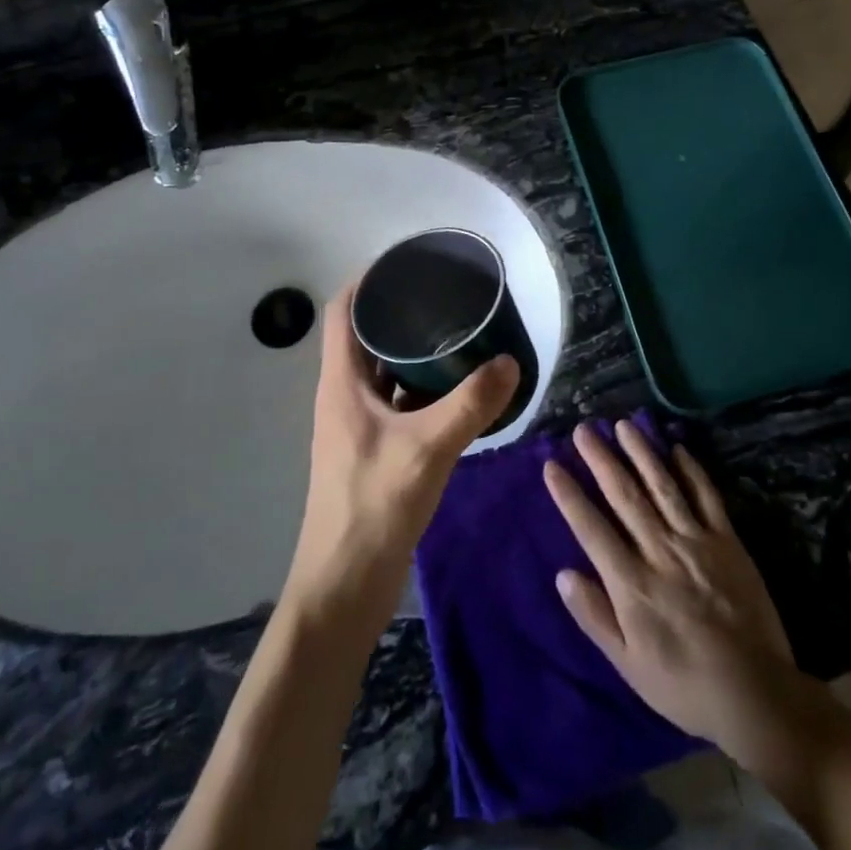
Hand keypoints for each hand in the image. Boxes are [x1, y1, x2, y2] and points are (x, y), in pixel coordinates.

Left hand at [283, 282, 518, 630]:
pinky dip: (420, 387)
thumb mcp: (427, 448)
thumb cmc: (373, 506)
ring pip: (382, 371)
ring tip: (457, 333)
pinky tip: (455, 389)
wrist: (343, 587)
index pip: (342, 311)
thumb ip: (471, 404)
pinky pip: (396, 401)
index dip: (368, 280)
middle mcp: (344, 395)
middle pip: (365, 336)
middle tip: (446, 296)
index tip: (408, 262)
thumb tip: (509, 363)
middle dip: (400, 311)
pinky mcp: (373, 449)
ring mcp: (357, 424)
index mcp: (341, 382)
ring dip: (412, 351)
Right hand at [544, 421, 807, 759]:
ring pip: (663, 486)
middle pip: (624, 496)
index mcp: (632, 584)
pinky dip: (692, 470)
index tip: (551, 465)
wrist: (755, 693)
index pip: (592, 528)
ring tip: (624, 425)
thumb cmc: (683, 684)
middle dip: (601, 460)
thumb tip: (563, 573)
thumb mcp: (628, 664)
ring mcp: (696, 541)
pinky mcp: (727, 541)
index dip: (569, 495)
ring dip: (641, 453)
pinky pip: (707, 497)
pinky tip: (677, 447)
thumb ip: (595, 616)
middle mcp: (660, 551)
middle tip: (584, 430)